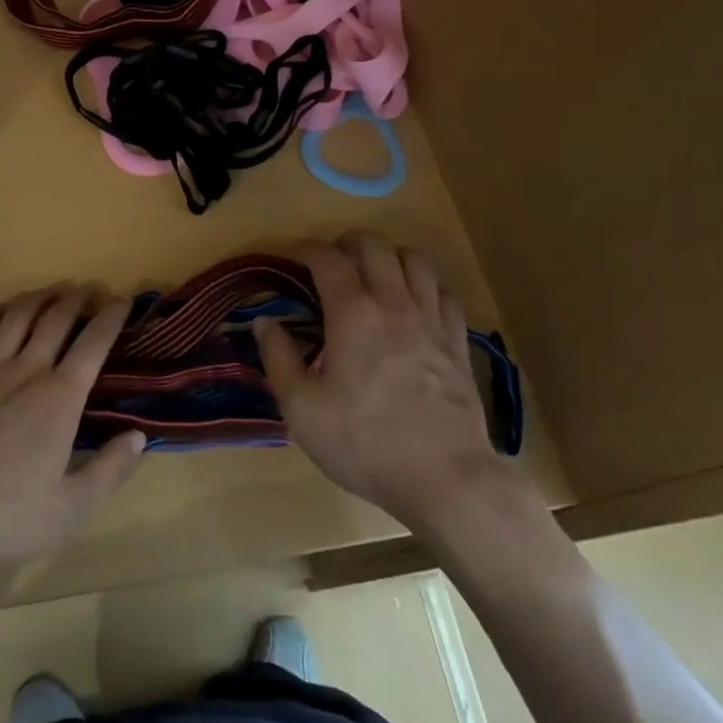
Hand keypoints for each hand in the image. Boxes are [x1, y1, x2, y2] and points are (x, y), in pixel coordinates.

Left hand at [0, 286, 146, 569]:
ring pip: (20, 314)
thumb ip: (109, 471)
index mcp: (60, 398)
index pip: (93, 343)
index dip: (111, 316)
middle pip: (57, 317)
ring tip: (53, 292)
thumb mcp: (69, 510)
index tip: (122, 299)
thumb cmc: (2, 516)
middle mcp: (28, 370)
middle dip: (77, 298)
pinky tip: (5, 309)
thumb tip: (140, 436)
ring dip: (41, 296)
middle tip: (89, 290)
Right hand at [255, 233, 503, 530]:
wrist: (447, 480)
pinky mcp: (458, 341)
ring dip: (391, 257)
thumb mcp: (302, 410)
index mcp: (352, 313)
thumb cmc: (366, 444)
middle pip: (374, 243)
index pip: (327, 256)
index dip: (306, 248)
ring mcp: (431, 319)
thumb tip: (264, 321)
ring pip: (415, 259)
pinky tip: (416, 303)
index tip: (293, 256)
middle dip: (348, 242)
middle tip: (334, 263)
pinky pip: (445, 291)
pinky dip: (427, 285)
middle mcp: (393, 302)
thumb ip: (278, 358)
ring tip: (376, 275)